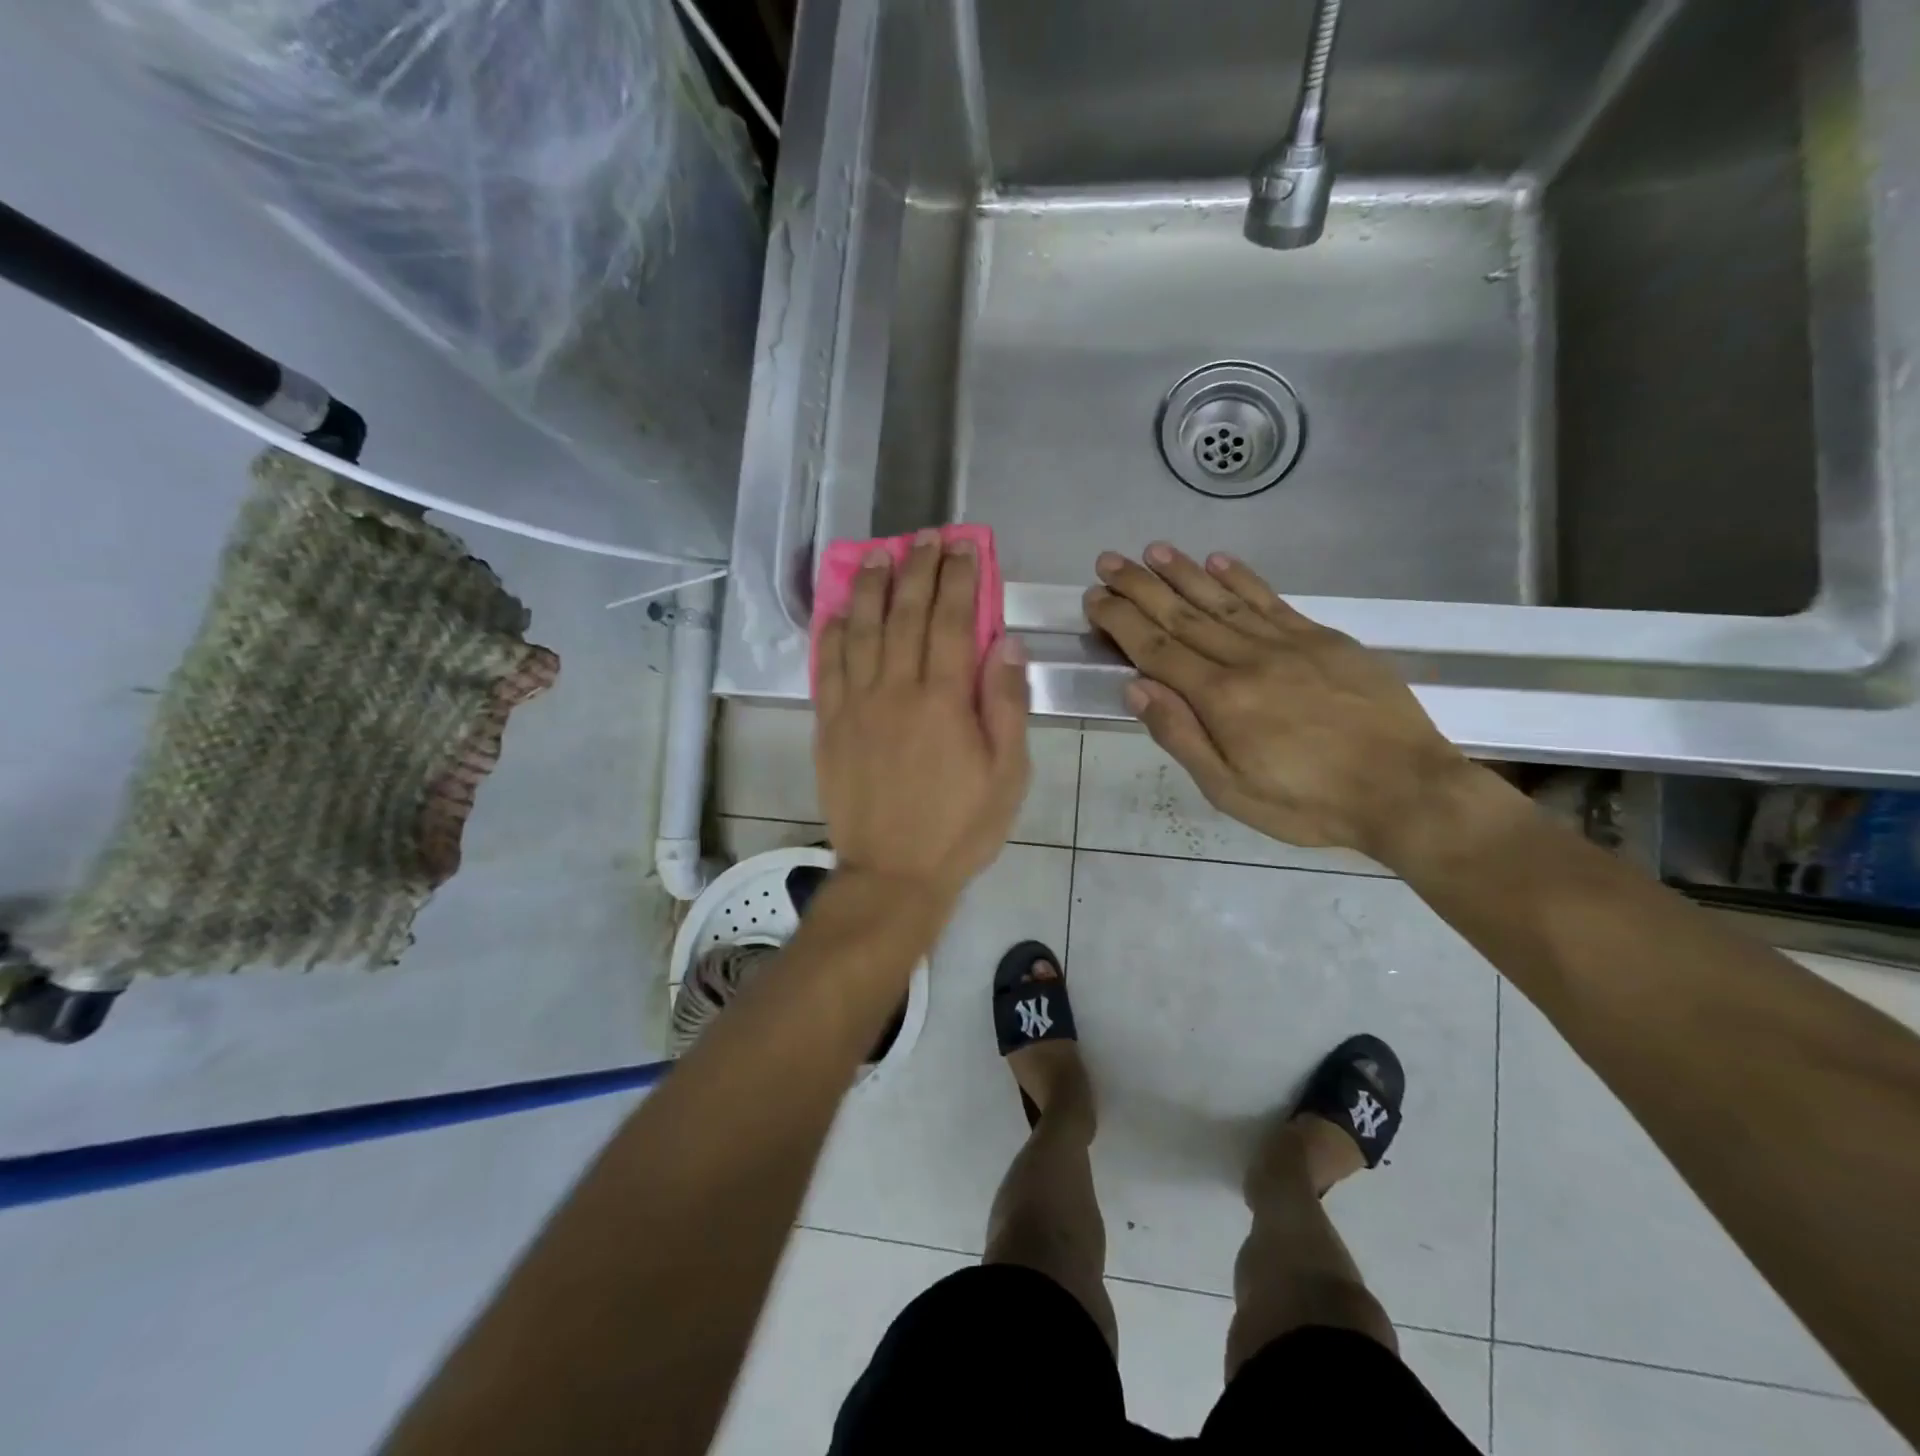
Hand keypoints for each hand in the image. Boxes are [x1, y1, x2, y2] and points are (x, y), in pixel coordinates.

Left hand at [815, 531, 1030, 899]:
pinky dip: (832, 633)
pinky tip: (839, 611)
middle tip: (924, 538)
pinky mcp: (828, 726)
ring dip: (870, 588)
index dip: (958, 578)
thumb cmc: (961, 827)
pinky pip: (827, 668)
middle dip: (916, 569)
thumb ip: (1005, 705)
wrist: (892, 873)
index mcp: (943, 700)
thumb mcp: (1007, 774)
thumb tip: (1005, 643)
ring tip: (878, 555)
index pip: (950, 620)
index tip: (963, 547)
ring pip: (860, 631)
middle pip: (904, 614)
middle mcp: (895, 690)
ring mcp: (855, 706)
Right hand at [1084, 544, 1481, 865]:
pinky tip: (1217, 560)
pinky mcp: (1323, 638)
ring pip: (1222, 599)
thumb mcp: (1230, 790)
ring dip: (1183, 572)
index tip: (1094, 598)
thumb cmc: (1308, 803)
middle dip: (1140, 587)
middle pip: (1183, 615)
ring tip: (1152, 550)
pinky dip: (1241, 577)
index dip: (1121, 621)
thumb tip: (1136, 687)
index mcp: (1221, 699)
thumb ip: (1181, 736)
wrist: (1406, 790)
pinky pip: (1272, 600)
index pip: (1156, 649)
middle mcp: (1248, 659)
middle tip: (1108, 561)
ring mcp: (1289, 643)